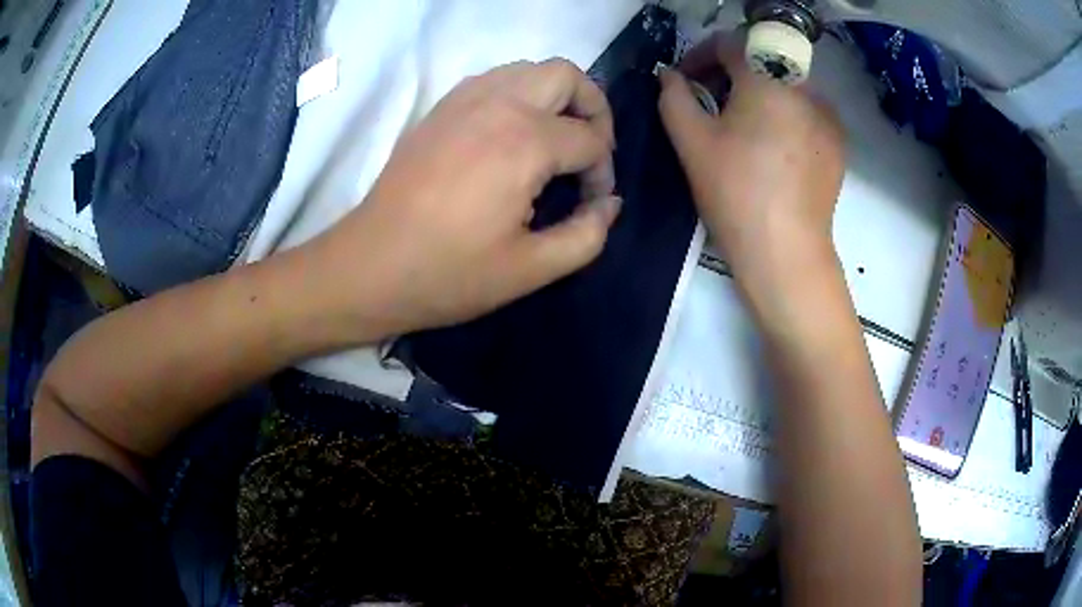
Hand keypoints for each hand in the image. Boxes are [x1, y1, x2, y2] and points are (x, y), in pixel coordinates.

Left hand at [313, 59, 620, 337]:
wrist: (370, 266)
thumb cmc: (448, 273)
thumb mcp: (530, 270)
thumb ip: (587, 236)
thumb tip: (610, 205)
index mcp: (524, 143)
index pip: (591, 140)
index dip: (604, 173)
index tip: (592, 205)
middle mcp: (498, 105)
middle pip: (567, 75)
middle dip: (593, 108)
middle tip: (589, 151)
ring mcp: (464, 99)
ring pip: (529, 69)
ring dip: (556, 97)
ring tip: (555, 140)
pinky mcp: (441, 107)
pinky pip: (495, 79)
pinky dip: (519, 95)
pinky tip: (512, 135)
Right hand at [658, 32, 844, 283]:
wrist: (785, 252)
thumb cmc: (735, 191)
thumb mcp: (691, 140)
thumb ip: (673, 96)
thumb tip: (671, 76)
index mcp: (768, 76)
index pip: (730, 43)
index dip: (700, 55)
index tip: (685, 81)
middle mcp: (805, 86)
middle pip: (761, 61)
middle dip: (730, 75)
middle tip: (711, 106)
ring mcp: (827, 115)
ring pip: (786, 86)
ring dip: (758, 95)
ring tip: (743, 131)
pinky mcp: (838, 142)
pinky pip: (806, 112)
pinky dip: (784, 116)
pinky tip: (773, 151)